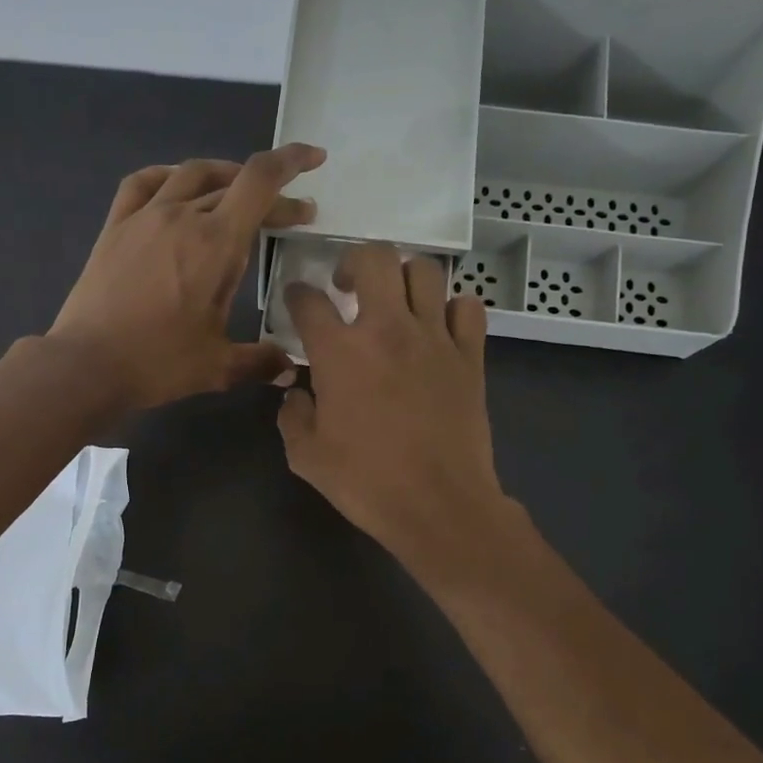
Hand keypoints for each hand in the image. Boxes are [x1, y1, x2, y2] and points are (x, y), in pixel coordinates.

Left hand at [48, 144, 326, 409]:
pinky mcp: (115, 227)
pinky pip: (144, 183)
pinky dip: (169, 177)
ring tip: (239, 194)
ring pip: (191, 175)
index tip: (314, 159)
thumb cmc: (158, 363)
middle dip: (271, 196)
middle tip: (293, 218)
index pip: (260, 182)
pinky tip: (176, 187)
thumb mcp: (218, 367)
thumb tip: (290, 372)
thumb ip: (260, 362)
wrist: (87, 365)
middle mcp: (182, 216)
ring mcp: (144, 217)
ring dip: (224, 177)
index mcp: (216, 244)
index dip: (291, 162)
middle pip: (234, 185)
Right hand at [277, 245, 516, 576]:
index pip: (309, 300)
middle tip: (348, 287)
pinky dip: (452, 308)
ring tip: (396, 302)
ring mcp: (435, 338)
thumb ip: (291, 415)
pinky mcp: (470, 356)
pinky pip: (468, 307)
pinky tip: (439, 328)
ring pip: (425, 271)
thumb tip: (296, 392)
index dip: (296, 294)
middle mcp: (387, 329)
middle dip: (354, 262)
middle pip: (374, 258)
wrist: (438, 505)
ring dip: (404, 278)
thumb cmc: (366, 482)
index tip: (297, 301)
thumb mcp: (306, 456)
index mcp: (339, 352)